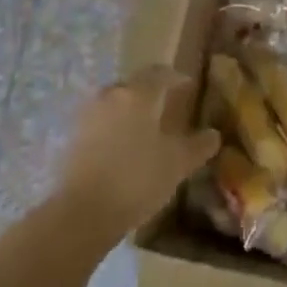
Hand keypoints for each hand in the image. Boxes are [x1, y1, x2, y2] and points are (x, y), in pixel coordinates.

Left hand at [57, 67, 220, 235]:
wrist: (82, 213)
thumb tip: (213, 134)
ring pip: (115, 103)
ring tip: (144, 130)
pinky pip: (100, 122)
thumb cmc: (136, 179)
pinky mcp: (72, 136)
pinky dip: (114, 128)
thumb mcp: (177, 164)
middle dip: (151, 94)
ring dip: (130, 111)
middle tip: (167, 109)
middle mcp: (111, 95)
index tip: (188, 86)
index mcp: (138, 93)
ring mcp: (88, 114)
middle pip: (135, 85)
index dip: (176, 78)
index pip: (160, 73)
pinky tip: (122, 148)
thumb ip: (198, 145)